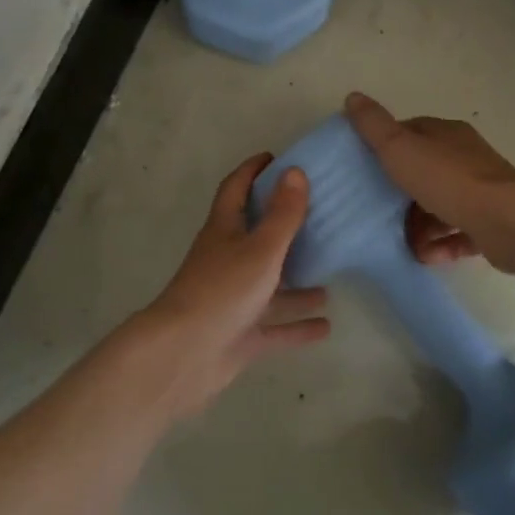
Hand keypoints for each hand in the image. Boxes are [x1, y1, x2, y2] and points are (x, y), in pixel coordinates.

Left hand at [117, 153, 329, 418]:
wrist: (184, 356)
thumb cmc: (223, 291)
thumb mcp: (260, 248)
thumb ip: (282, 214)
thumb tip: (295, 171)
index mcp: (224, 231)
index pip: (236, 189)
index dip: (252, 171)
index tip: (276, 158)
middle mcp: (227, 260)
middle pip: (255, 236)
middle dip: (283, 226)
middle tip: (318, 216)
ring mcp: (233, 300)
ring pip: (269, 285)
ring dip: (297, 282)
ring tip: (330, 277)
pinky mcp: (240, 335)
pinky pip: (275, 326)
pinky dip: (297, 325)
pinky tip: (326, 325)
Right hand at [344, 91, 514, 272]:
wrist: (507, 222)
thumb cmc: (448, 180)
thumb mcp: (400, 148)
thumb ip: (374, 126)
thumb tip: (352, 96)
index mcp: (446, 134)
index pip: (410, 134)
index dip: (386, 149)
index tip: (365, 171)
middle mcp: (465, 157)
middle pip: (423, 173)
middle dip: (400, 196)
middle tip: (379, 214)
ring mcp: (480, 190)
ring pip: (439, 206)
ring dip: (419, 227)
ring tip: (406, 244)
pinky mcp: (490, 222)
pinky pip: (458, 232)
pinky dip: (441, 245)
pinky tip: (428, 256)